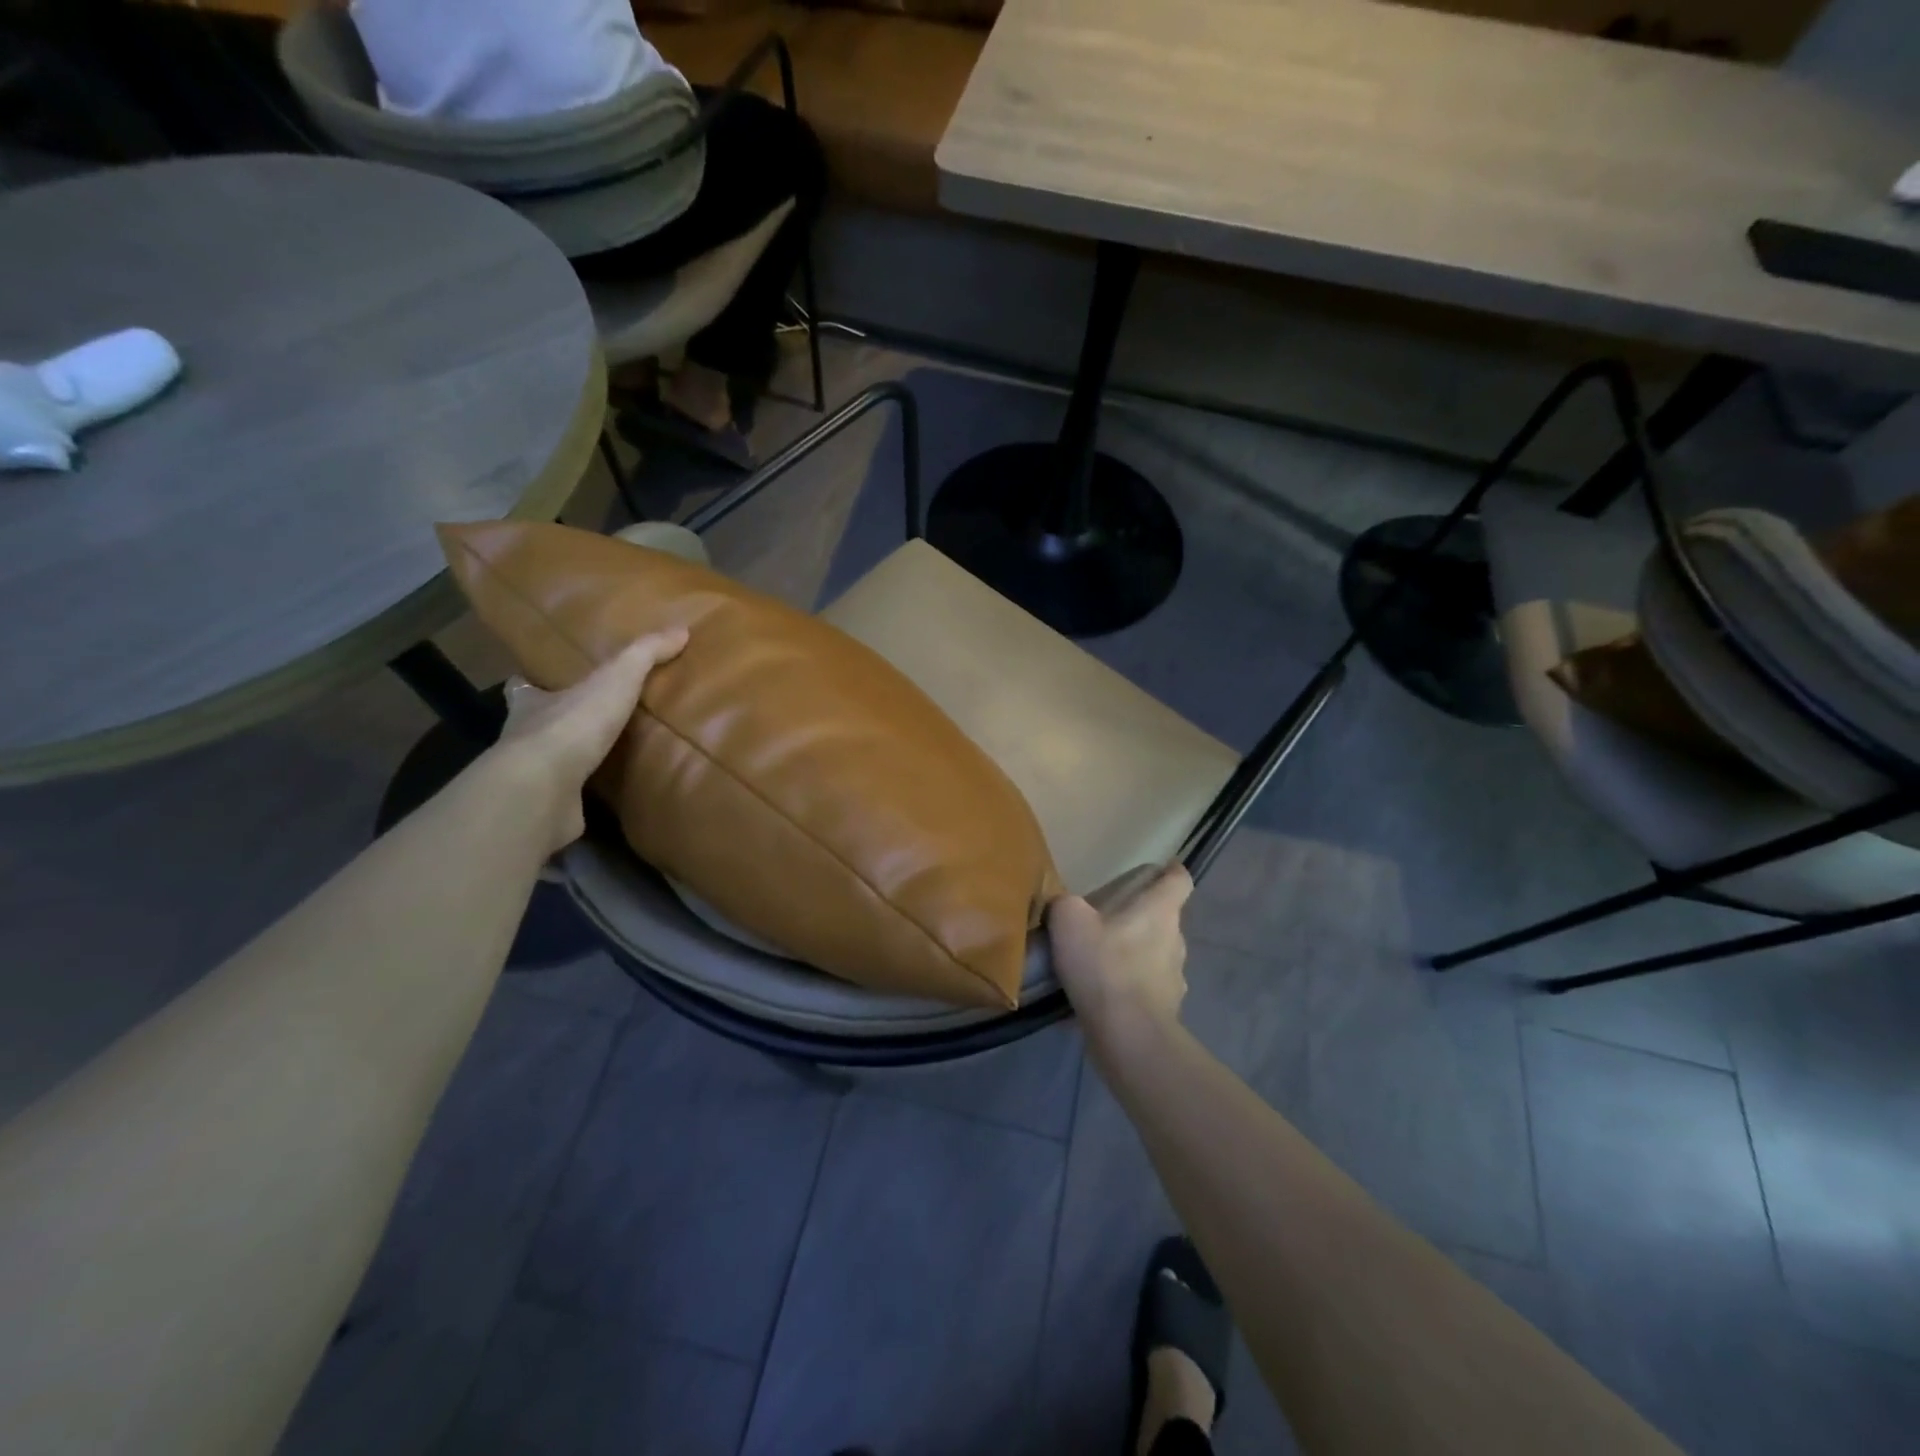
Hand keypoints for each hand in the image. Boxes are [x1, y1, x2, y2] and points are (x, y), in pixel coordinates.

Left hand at [487, 628, 687, 853]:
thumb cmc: (574, 725)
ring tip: (597, 762)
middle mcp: (523, 739)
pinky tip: (600, 800)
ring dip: (565, 762)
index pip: (523, 688)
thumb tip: (680, 630)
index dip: (530, 684)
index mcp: (532, 704)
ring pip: (545, 764)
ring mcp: (531, 779)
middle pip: (531, 725)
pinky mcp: (544, 810)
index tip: (535, 682)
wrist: (544, 789)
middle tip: (579, 724)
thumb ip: (645, 654)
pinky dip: (576, 799)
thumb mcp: (617, 678)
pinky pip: (563, 800)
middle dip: (550, 724)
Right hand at [1047, 864, 1193, 1041]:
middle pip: (1164, 920)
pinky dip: (1127, 991)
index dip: (1172, 872)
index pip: (1180, 880)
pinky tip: (1100, 999)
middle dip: (1141, 918)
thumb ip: (1066, 904)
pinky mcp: (1166, 1012)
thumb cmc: (1104, 965)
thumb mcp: (1069, 920)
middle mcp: (1175, 940)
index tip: (1163, 868)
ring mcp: (1175, 979)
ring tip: (1100, 963)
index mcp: (1160, 911)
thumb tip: (1066, 906)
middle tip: (1109, 921)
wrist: (1127, 1035)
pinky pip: (1145, 992)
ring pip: (1155, 957)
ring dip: (1134, 957)